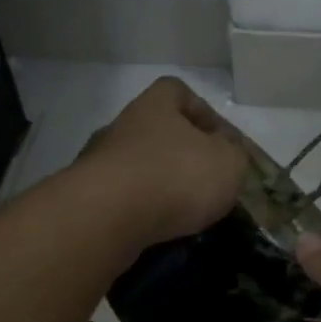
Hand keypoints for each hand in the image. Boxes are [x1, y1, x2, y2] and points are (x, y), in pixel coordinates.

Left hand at [78, 77, 247, 245]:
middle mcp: (123, 126)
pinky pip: (122, 199)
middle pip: (156, 131)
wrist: (106, 218)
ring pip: (138, 167)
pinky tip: (159, 229)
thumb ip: (234, 154)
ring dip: (160, 185)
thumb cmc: (175, 176)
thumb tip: (226, 153)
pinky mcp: (86, 198)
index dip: (201, 111)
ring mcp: (98, 162)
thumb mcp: (228, 162)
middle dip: (181, 154)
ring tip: (185, 212)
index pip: (177, 91)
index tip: (218, 139)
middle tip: (205, 180)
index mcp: (155, 106)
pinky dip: (140, 212)